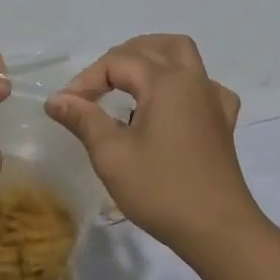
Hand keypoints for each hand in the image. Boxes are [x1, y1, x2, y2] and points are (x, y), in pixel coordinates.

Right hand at [45, 34, 259, 252]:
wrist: (218, 231)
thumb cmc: (162, 190)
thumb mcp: (112, 155)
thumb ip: (84, 120)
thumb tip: (56, 100)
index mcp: (166, 82)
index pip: (117, 63)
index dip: (86, 80)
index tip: (65, 107)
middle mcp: (192, 81)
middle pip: (155, 47)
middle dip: (121, 57)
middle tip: (96, 85)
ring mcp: (213, 100)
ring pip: (184, 57)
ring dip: (154, 59)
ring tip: (129, 81)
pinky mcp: (223, 123)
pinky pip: (205, 86)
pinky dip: (184, 84)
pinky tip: (172, 105)